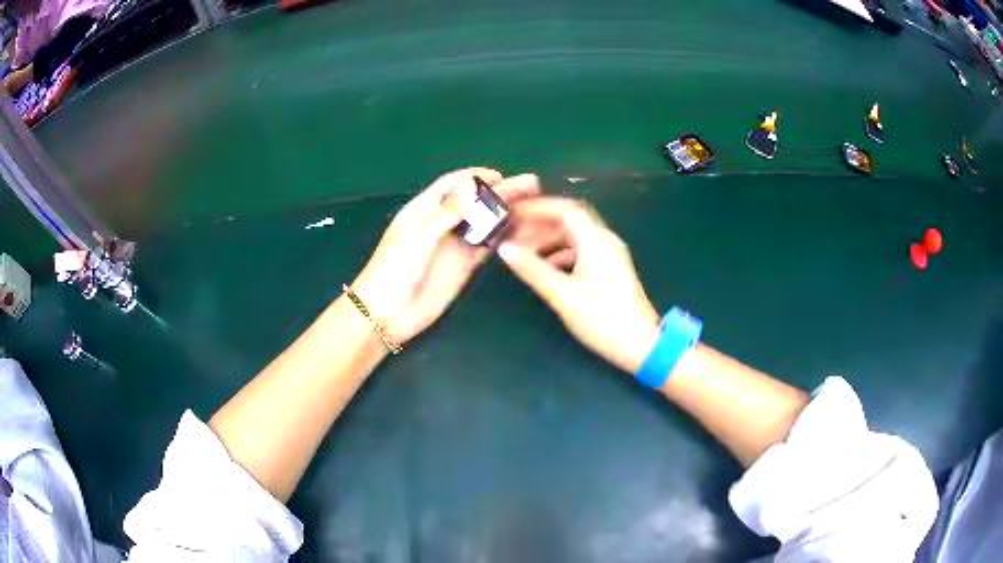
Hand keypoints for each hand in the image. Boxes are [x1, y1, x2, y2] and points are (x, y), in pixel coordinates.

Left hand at [352, 168, 539, 341]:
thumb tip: (472, 187)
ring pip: (484, 222)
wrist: (389, 311)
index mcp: (424, 209)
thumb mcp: (418, 235)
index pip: (452, 185)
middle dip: (499, 192)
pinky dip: (502, 237)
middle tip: (529, 185)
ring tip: (532, 203)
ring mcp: (454, 244)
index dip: (475, 177)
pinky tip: (521, 230)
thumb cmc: (395, 267)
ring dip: (505, 212)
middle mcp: (442, 223)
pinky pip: (486, 246)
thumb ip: (447, 212)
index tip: (499, 175)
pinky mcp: (464, 265)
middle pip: (474, 201)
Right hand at [498, 197, 660, 372]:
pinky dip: (559, 253)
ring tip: (522, 251)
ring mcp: (609, 255)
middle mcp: (604, 241)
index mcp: (596, 240)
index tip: (511, 212)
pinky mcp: (609, 269)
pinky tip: (544, 267)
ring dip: (548, 239)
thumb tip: (504, 248)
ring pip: (574, 236)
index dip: (536, 207)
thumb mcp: (563, 294)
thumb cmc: (602, 318)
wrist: (640, 345)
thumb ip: (532, 269)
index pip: (564, 209)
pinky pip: (580, 251)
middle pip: (569, 220)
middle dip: (539, 223)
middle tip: (512, 232)